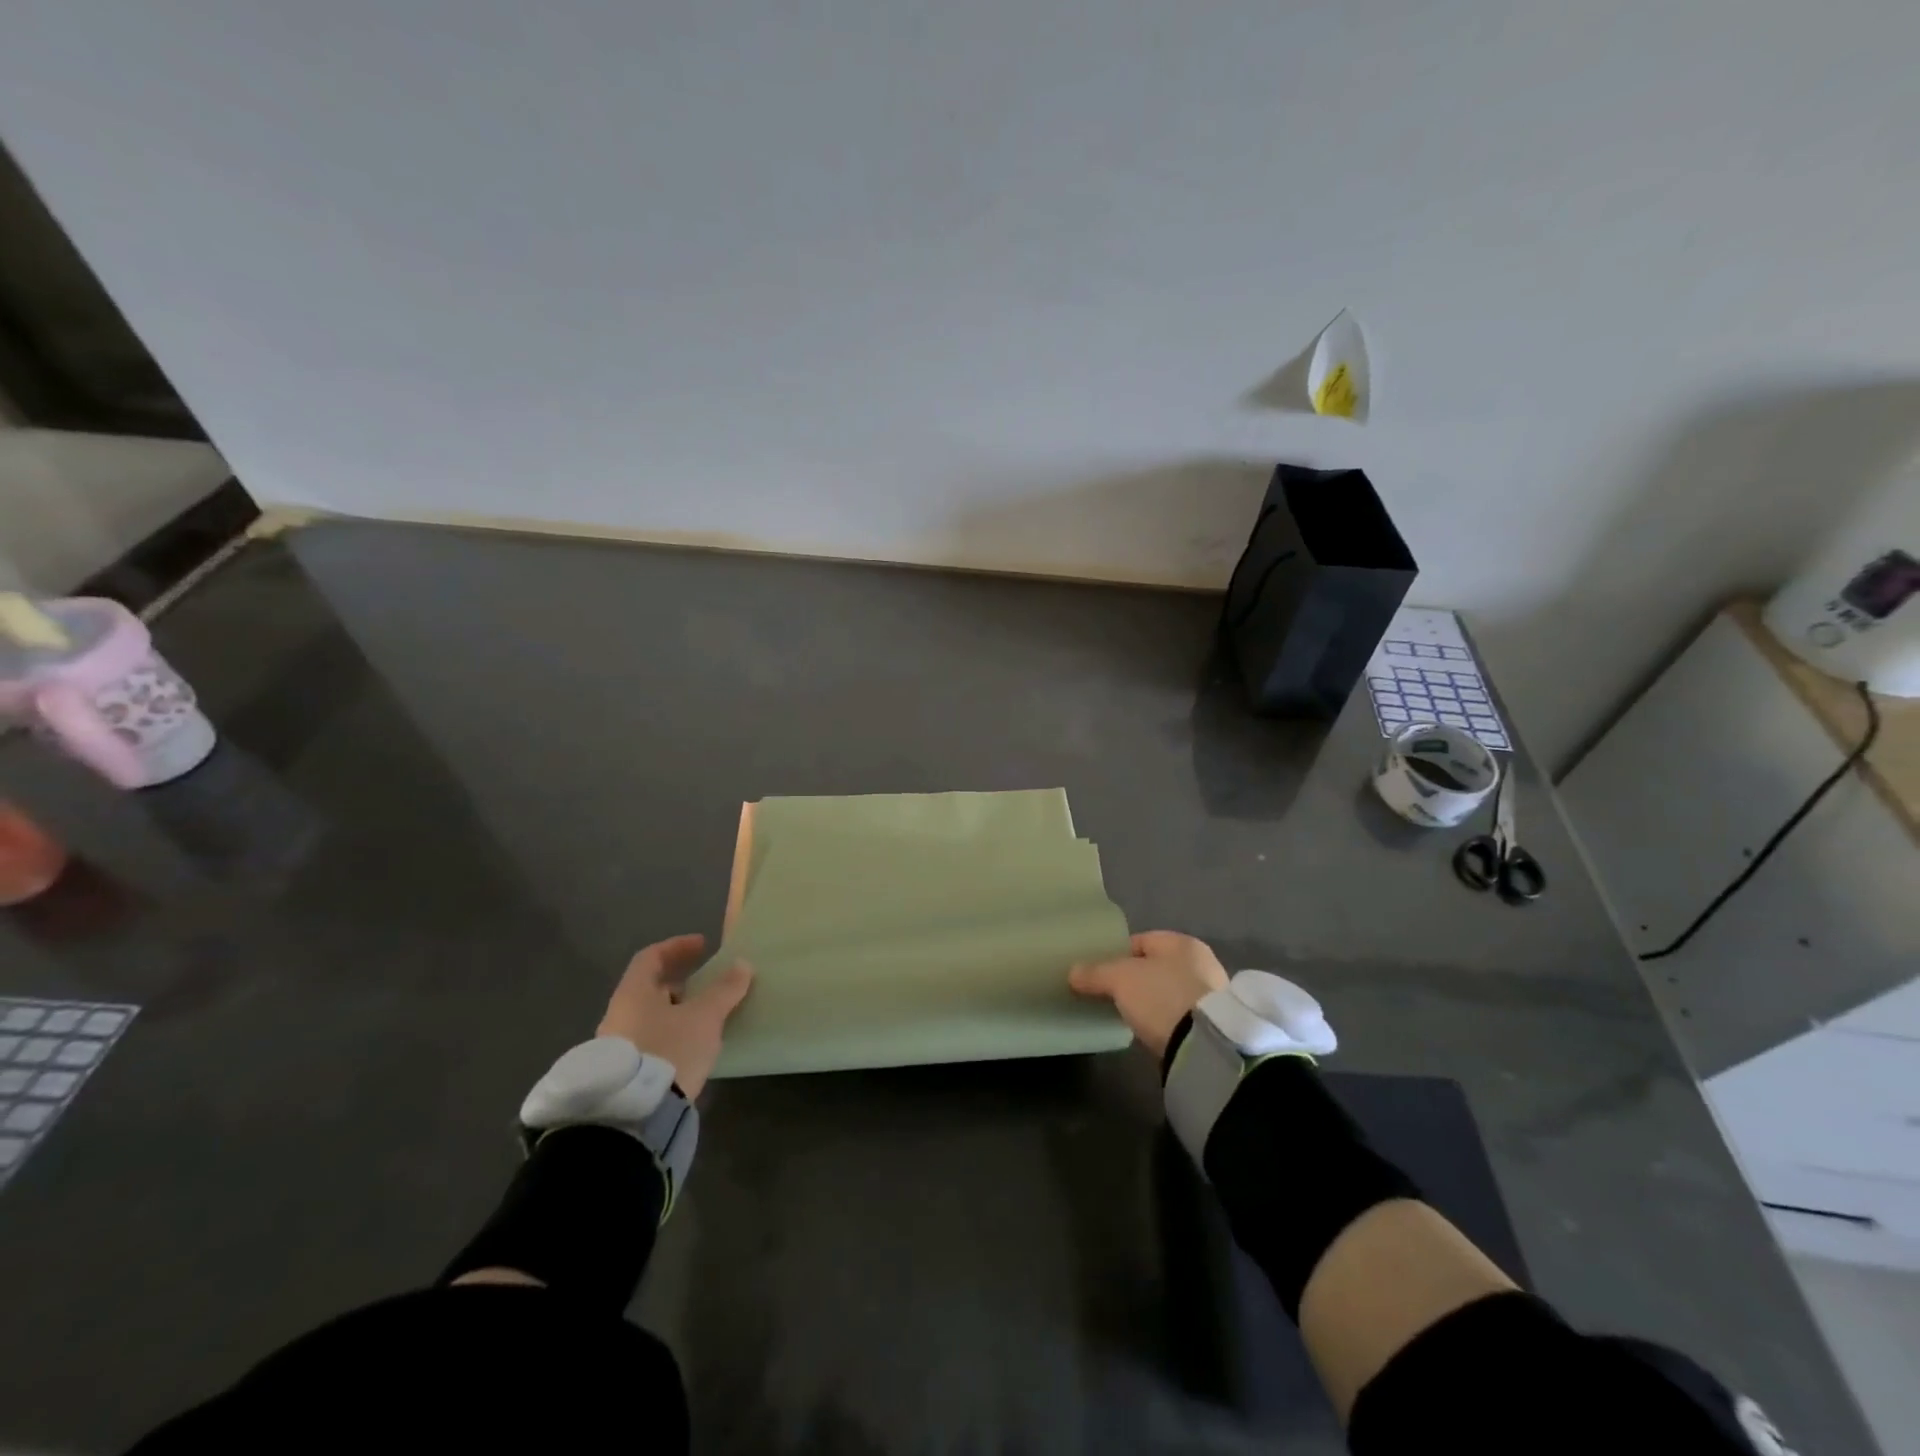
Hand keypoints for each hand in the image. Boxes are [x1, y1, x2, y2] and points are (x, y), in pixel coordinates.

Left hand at [597, 933, 753, 1098]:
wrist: (635, 1113)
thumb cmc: (670, 1049)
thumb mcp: (705, 1017)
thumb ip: (724, 989)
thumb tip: (742, 964)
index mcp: (633, 993)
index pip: (651, 957)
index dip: (678, 947)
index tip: (703, 946)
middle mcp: (619, 1014)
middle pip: (650, 988)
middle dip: (680, 982)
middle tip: (707, 983)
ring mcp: (618, 1045)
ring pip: (650, 1016)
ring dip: (677, 1010)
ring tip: (705, 1017)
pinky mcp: (625, 1072)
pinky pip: (650, 1039)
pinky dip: (671, 1033)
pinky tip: (691, 1045)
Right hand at [1069, 930, 1228, 1058]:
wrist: (1206, 1046)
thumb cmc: (1162, 996)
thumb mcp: (1120, 979)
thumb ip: (1095, 973)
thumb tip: (1072, 972)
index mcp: (1181, 942)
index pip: (1141, 941)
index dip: (1116, 954)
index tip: (1098, 973)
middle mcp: (1201, 962)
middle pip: (1155, 966)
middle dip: (1134, 979)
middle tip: (1111, 995)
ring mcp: (1212, 995)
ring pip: (1169, 991)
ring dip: (1151, 1001)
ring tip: (1129, 1015)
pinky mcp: (1214, 1024)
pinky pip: (1180, 1014)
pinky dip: (1165, 1019)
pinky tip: (1152, 1030)